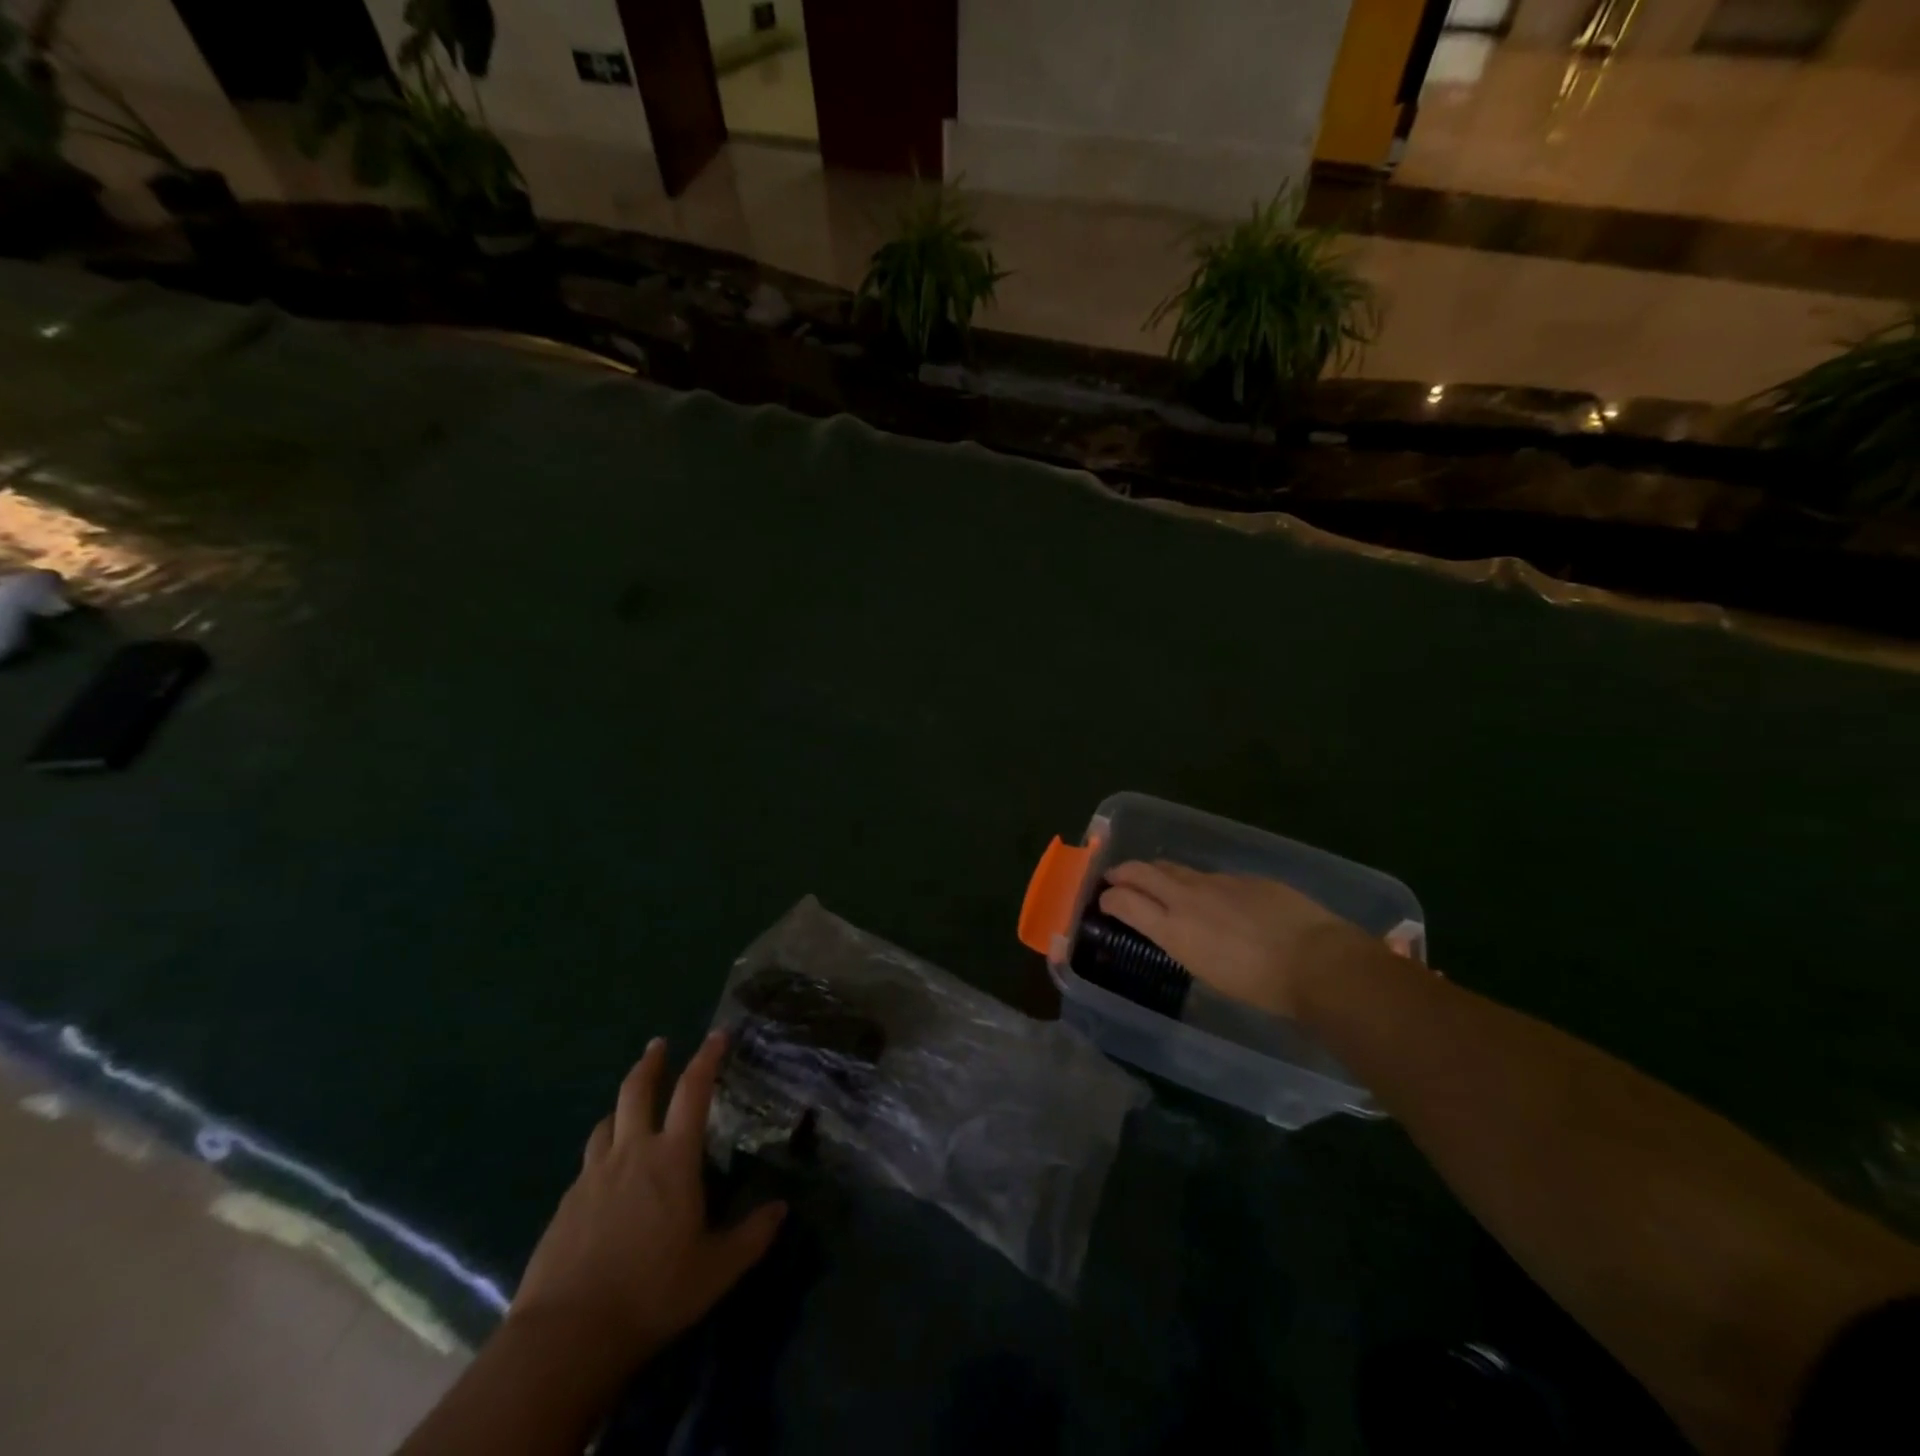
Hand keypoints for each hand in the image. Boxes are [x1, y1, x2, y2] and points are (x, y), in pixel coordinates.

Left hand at [508, 1032, 785, 1370]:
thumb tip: (781, 1209)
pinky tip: (606, 1177)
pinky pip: (588, 1163)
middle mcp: (632, 1153)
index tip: (717, 1035)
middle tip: (658, 1044)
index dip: (706, 1058)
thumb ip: (751, 1236)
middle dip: (651, 1062)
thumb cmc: (652, 1293)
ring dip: (621, 1107)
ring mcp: (593, 1177)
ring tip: (629, 1108)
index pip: (693, 1091)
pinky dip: (602, 1153)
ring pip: (606, 1123)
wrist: (566, 1336)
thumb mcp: (715, 1270)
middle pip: (637, 1090)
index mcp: (672, 1159)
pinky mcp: (565, 1205)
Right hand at [1098, 860, 1380, 1018]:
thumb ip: (1184, 942)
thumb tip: (1178, 931)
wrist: (1315, 960)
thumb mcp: (1208, 972)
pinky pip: (1210, 876)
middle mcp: (1187, 897)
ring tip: (1154, 881)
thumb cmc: (1261, 985)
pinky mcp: (1244, 877)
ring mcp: (1216, 881)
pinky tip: (1211, 896)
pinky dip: (1198, 882)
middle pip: (1141, 872)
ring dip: (1157, 873)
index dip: (1108, 899)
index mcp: (1173, 929)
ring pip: (1174, 868)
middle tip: (1115, 879)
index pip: (1124, 901)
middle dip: (1122, 872)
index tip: (1103, 901)